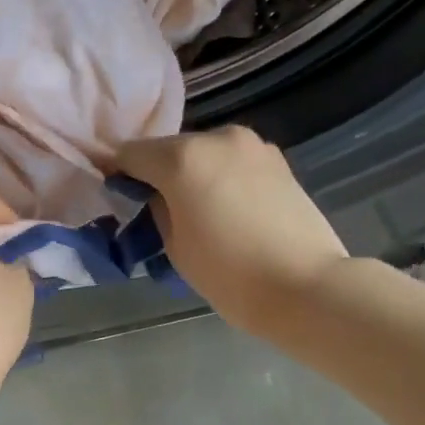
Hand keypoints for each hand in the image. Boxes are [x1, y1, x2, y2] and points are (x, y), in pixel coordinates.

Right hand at [113, 127, 349, 333]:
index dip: (119, 173)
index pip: (131, 154)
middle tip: (159, 210)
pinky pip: (233, 162)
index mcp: (183, 158)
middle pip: (170, 149)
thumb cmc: (230, 275)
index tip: (118, 196)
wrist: (305, 286)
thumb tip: (158, 195)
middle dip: (159, 173)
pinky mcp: (278, 160)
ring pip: (205, 153)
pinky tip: (229, 210)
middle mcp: (217, 138)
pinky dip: (222, 177)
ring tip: (199, 212)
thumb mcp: (176, 247)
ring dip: (193, 174)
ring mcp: (253, 145)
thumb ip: (159, 210)